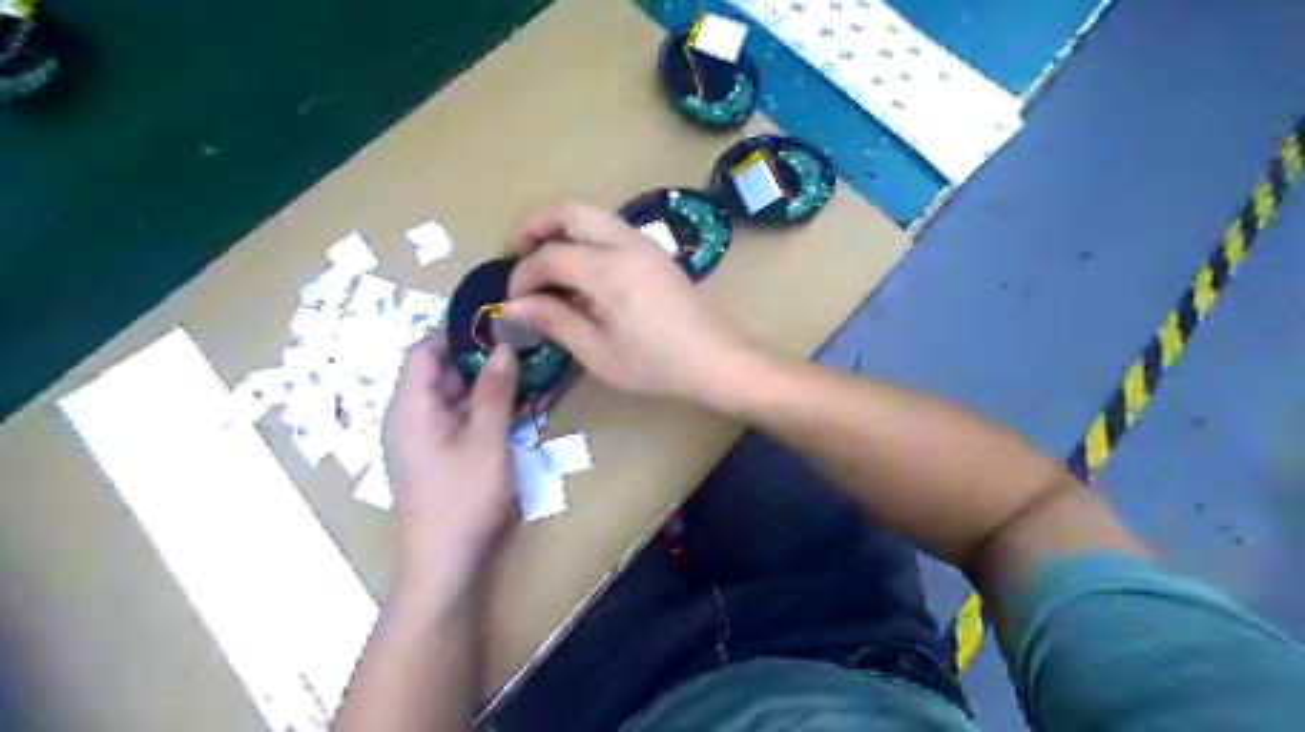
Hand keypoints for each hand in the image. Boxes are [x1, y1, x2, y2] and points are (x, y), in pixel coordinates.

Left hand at [380, 336, 517, 605]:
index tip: (499, 326)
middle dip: (483, 360)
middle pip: (442, 373)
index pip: (424, 350)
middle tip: (526, 351)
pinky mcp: (439, 458)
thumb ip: (495, 391)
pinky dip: (488, 412)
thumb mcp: (487, 440)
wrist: (443, 567)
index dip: (457, 333)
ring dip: (490, 387)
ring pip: (456, 398)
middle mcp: (412, 417)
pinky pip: (462, 421)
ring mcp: (425, 439)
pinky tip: (521, 411)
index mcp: (412, 406)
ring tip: (531, 377)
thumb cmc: (462, 499)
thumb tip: (504, 347)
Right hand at [501, 201, 748, 402]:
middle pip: (568, 210)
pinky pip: (609, 228)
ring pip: (591, 214)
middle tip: (513, 253)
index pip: (549, 256)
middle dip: (532, 225)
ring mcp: (644, 243)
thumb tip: (512, 308)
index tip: (512, 303)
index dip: (522, 276)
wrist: (715, 361)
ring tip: (542, 261)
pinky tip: (579, 272)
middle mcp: (625, 243)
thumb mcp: (598, 353)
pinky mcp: (655, 252)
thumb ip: (553, 321)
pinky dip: (583, 237)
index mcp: (609, 270)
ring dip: (559, 228)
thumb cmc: (655, 365)